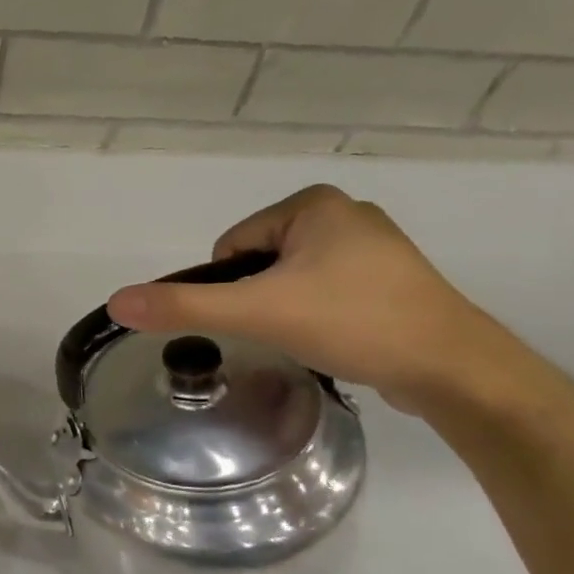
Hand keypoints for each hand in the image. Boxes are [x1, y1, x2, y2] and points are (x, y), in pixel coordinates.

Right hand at [105, 185, 523, 413]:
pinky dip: (320, 315)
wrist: (455, 370)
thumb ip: (184, 306)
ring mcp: (373, 246)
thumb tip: (117, 302)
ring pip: (291, 279)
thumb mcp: (258, 312)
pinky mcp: (391, 279)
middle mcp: (344, 213)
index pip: (232, 246)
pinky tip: (339, 337)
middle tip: (289, 329)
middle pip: (259, 263)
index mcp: (313, 204)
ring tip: (317, 336)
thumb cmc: (353, 322)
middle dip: (262, 299)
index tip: (263, 315)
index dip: (234, 288)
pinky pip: (326, 290)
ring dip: (288, 309)